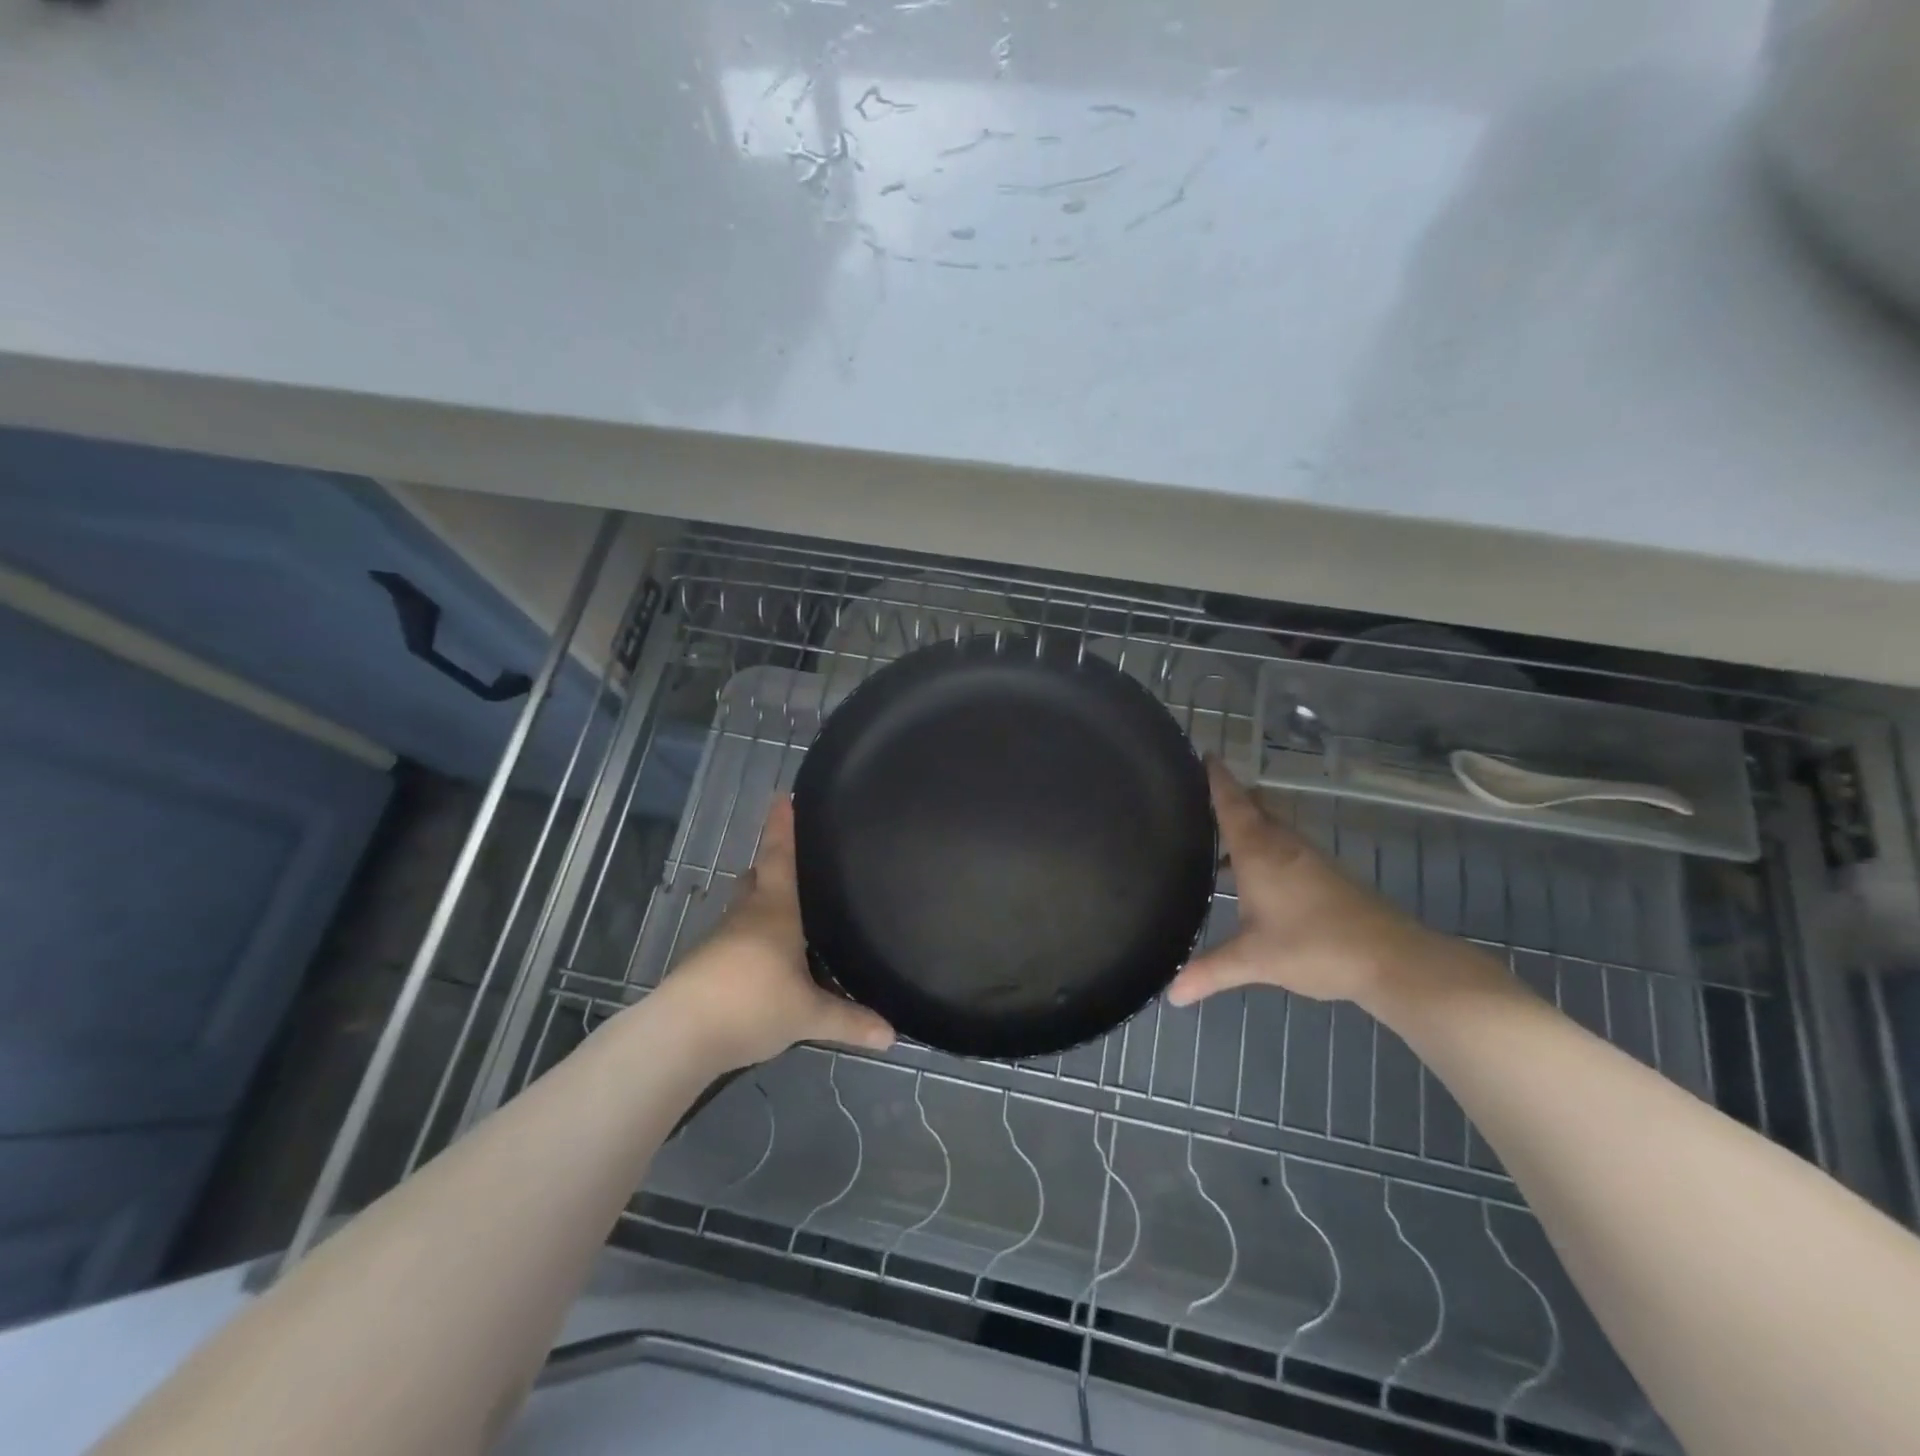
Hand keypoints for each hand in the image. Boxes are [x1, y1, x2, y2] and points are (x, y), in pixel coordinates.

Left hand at [665, 798, 894, 1070]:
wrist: (680, 1036)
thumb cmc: (751, 1004)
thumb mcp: (808, 1015)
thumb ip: (850, 1021)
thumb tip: (892, 1035)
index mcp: (775, 910)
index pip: (779, 856)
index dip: (782, 826)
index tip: (781, 796)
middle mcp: (746, 915)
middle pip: (756, 878)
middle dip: (771, 866)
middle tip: (796, 861)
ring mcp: (720, 939)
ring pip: (744, 910)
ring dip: (762, 906)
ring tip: (789, 915)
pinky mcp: (704, 965)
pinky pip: (735, 940)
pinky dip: (752, 940)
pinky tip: (766, 961)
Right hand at [1166, 761, 1440, 1009]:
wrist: (1391, 959)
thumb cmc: (1314, 947)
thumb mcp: (1254, 960)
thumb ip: (1209, 972)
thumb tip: (1170, 994)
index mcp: (1259, 850)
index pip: (1231, 801)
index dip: (1216, 778)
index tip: (1203, 754)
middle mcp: (1283, 844)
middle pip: (1254, 806)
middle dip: (1229, 797)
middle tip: (1196, 800)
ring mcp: (1308, 858)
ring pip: (1271, 826)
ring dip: (1247, 825)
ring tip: (1214, 839)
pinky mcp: (1325, 874)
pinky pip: (1284, 846)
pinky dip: (1263, 847)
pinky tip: (1252, 877)